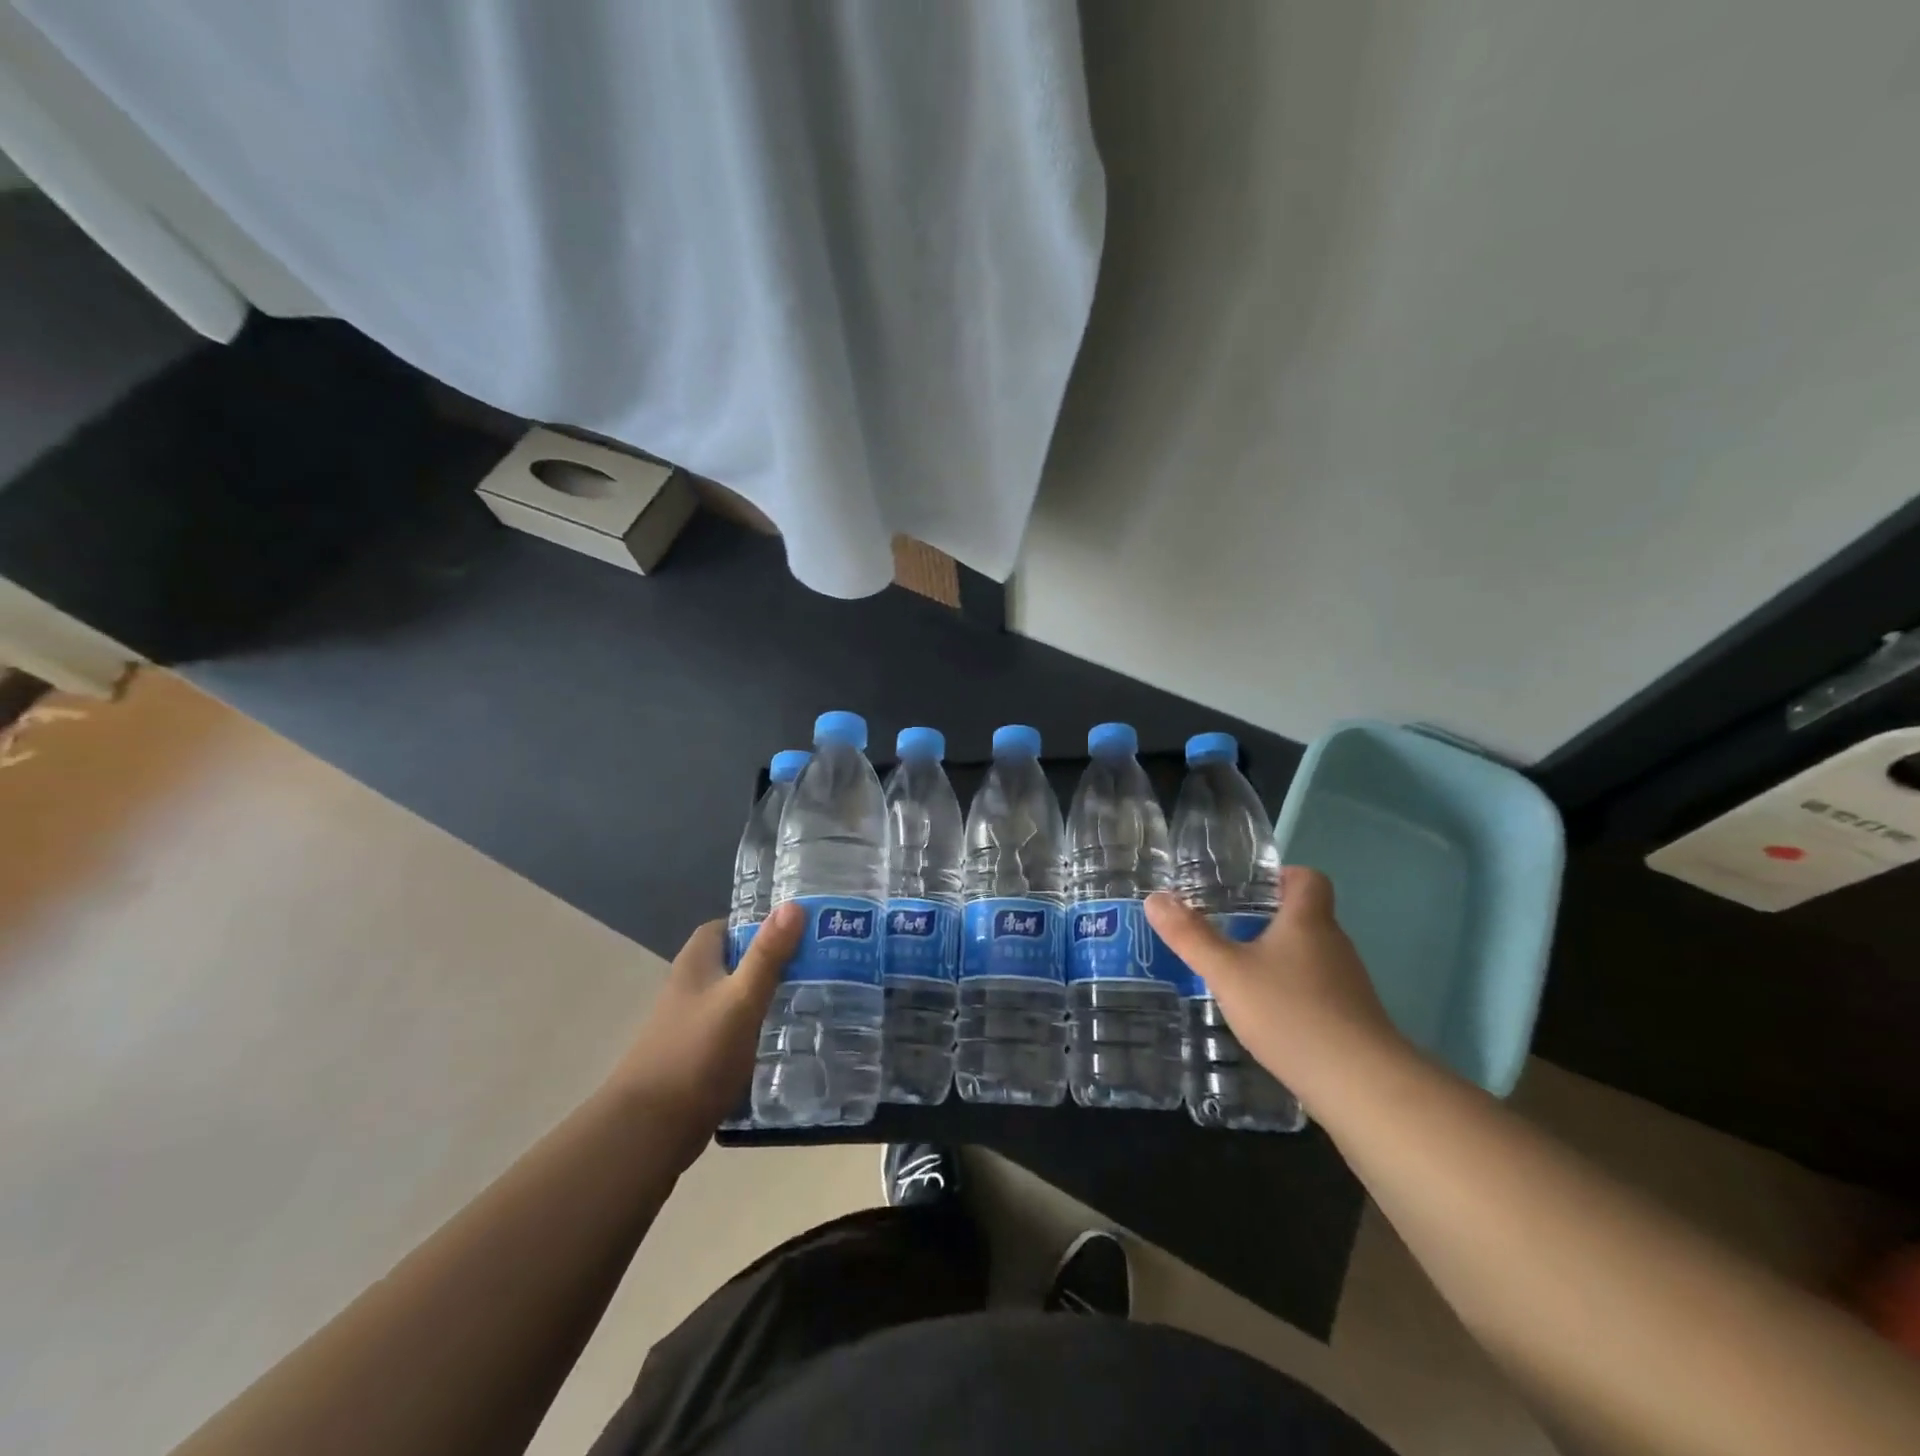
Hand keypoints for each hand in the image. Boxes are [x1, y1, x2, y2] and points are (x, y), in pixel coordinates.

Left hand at [606, 905, 800, 1158]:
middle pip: (735, 961)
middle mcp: (690, 987)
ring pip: (736, 998)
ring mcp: (691, 1024)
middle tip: (817, 965)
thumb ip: (767, 955)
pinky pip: (734, 1030)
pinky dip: (757, 1029)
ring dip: (767, 996)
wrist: (650, 1131)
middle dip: (772, 961)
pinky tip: (786, 1039)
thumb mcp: (741, 999)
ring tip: (812, 999)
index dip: (758, 924)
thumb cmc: (697, 1054)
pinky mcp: (698, 1057)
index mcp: (695, 963)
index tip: (799, 931)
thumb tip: (794, 905)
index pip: (726, 926)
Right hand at [1144, 867, 1410, 1105]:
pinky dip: (1293, 995)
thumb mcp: (1227, 972)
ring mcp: (1348, 984)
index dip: (1281, 876)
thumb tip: (1155, 899)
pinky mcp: (1353, 1020)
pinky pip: (1318, 991)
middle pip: (1306, 917)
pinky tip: (1267, 1018)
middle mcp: (1334, 945)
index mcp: (1308, 921)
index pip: (1308, 878)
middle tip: (1227, 931)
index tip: (1249, 890)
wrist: (1359, 1085)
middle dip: (1268, 921)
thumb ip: (1190, 936)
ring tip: (1239, 975)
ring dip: (1279, 960)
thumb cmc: (1290, 1012)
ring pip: (1310, 956)